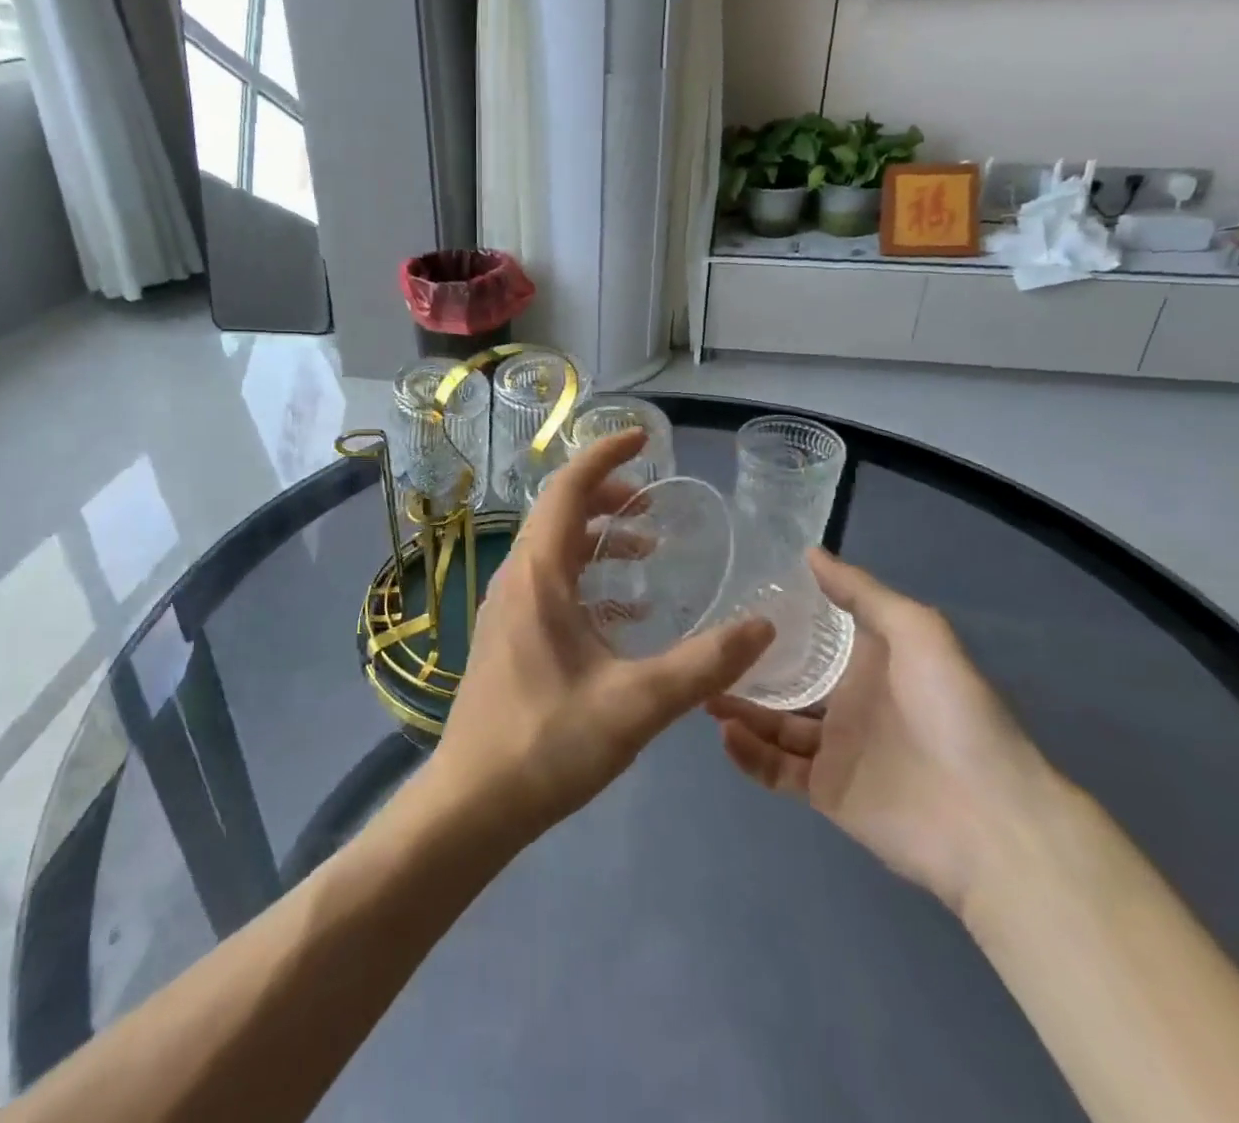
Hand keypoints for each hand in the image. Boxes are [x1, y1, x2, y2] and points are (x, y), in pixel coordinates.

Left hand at [432, 428, 774, 844]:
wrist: (474, 800)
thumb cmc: (548, 742)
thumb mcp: (637, 703)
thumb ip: (704, 664)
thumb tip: (764, 626)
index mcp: (539, 574)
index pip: (568, 489)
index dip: (605, 457)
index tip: (643, 439)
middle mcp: (517, 577)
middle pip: (560, 513)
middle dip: (607, 496)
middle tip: (654, 502)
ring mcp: (508, 606)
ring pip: (555, 549)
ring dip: (599, 538)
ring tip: (649, 550)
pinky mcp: (510, 634)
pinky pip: (551, 583)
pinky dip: (588, 577)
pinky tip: (625, 611)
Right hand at [708, 551, 1051, 912]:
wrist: (990, 818)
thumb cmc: (953, 711)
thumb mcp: (916, 630)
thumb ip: (861, 592)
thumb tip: (809, 552)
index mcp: (868, 663)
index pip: (812, 636)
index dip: (775, 620)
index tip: (731, 600)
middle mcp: (847, 702)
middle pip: (784, 680)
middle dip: (744, 668)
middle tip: (701, 652)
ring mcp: (834, 750)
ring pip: (772, 724)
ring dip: (738, 708)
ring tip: (701, 692)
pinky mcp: (825, 792)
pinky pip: (776, 769)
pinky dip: (748, 753)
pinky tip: (724, 732)